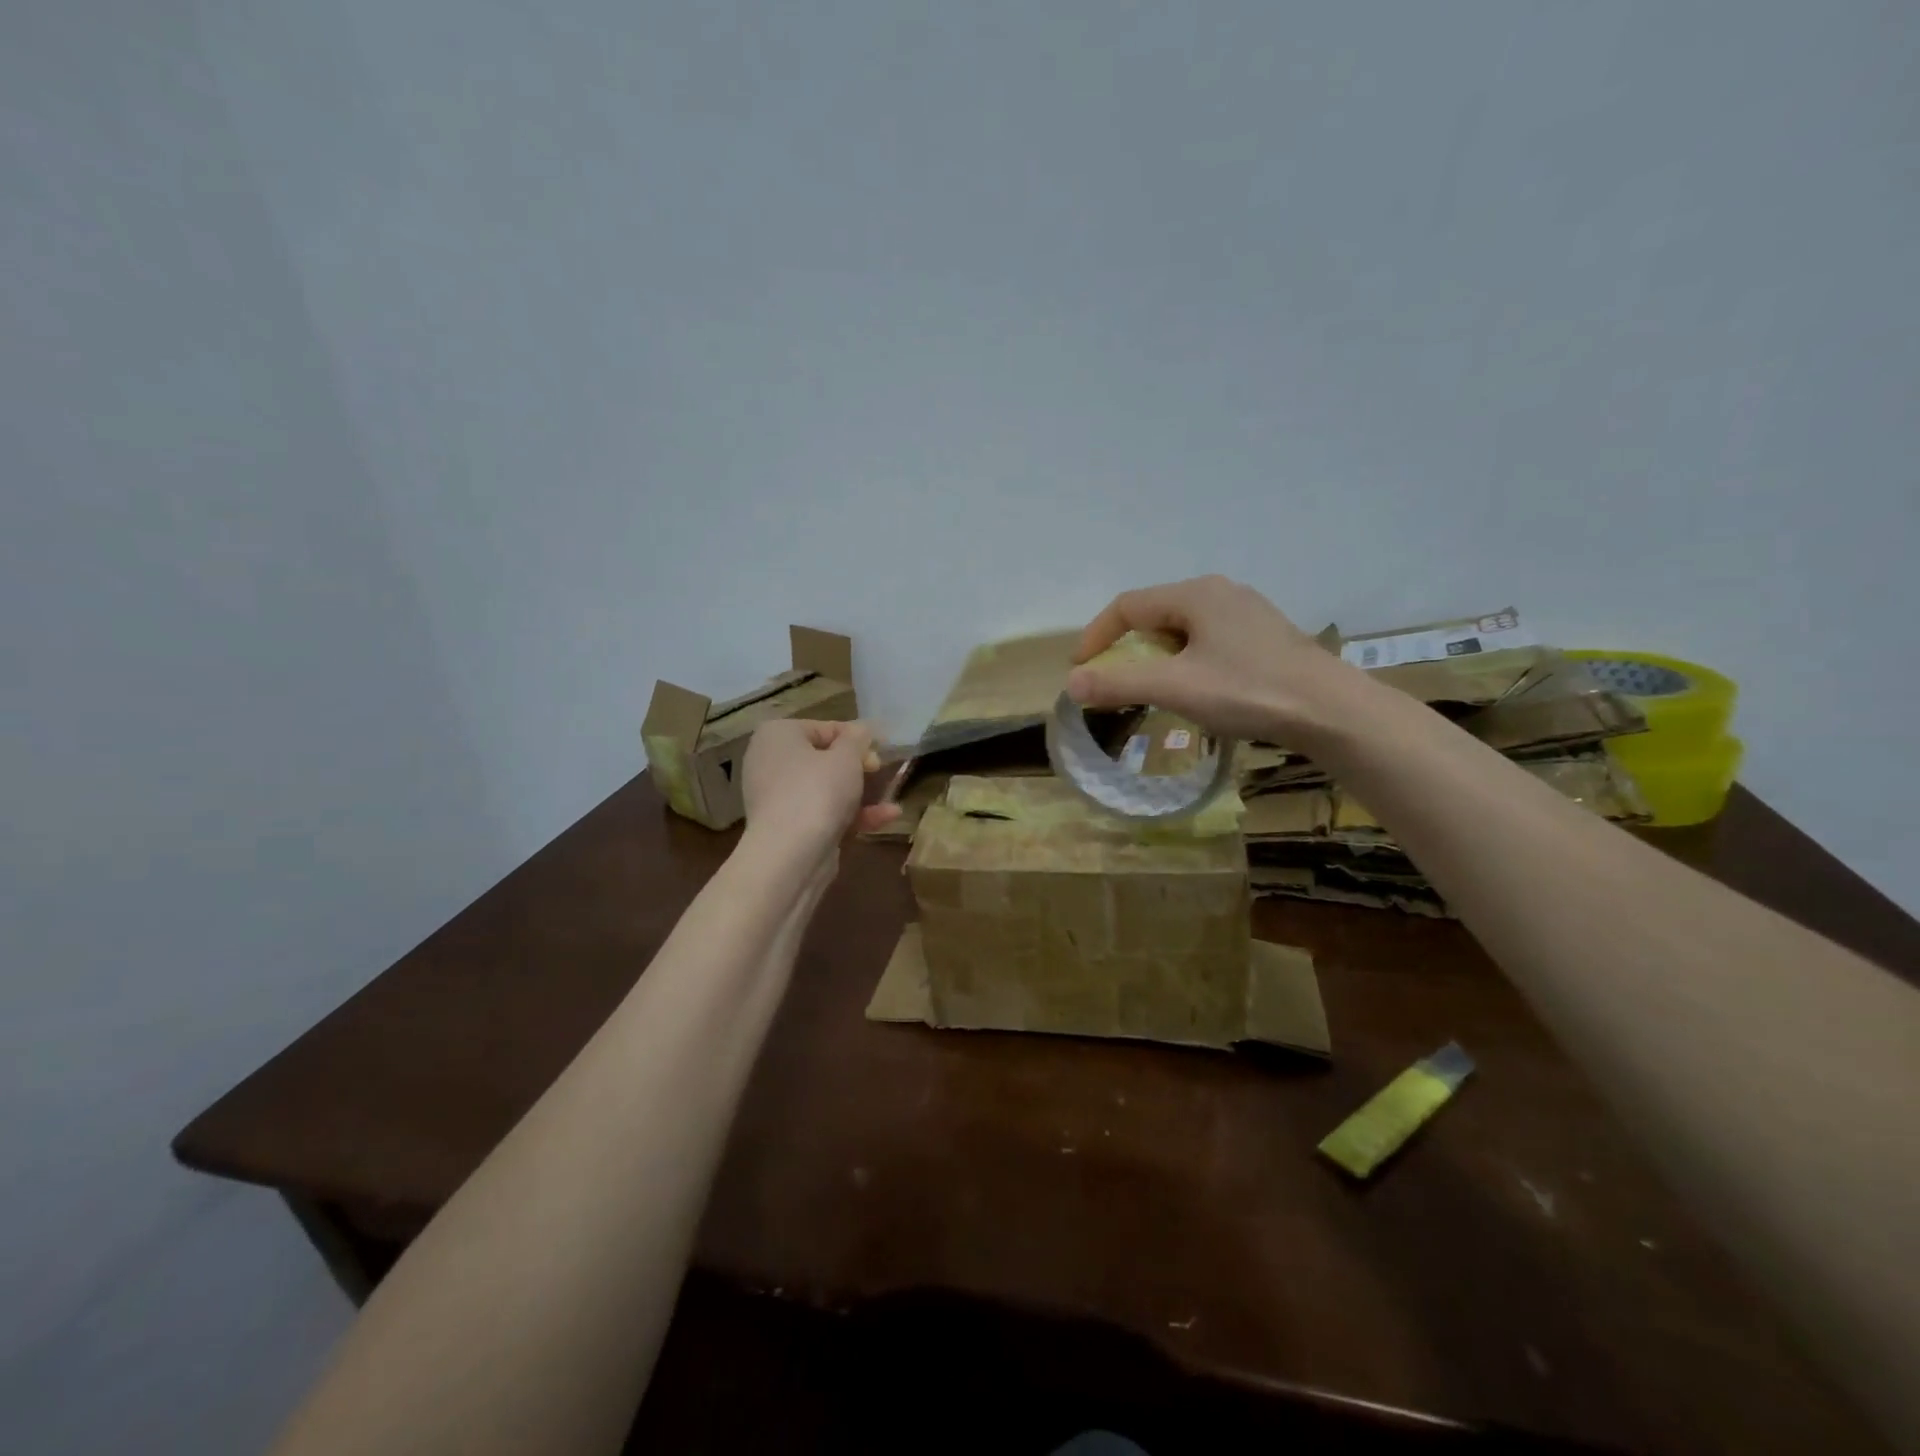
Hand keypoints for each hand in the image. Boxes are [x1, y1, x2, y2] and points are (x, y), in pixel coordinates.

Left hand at [742, 719, 900, 849]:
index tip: (879, 748)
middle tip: (879, 770)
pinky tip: (887, 818)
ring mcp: (777, 798)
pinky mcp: (788, 828)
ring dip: (860, 794)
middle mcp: (770, 763)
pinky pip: (822, 813)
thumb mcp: (847, 757)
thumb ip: (857, 739)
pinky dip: (852, 815)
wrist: (791, 854)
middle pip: (823, 759)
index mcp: (777, 735)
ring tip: (891, 799)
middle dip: (857, 766)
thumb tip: (860, 730)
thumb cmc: (818, 790)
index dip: (855, 737)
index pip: (822, 727)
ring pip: (825, 789)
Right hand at [1067, 575, 1365, 743]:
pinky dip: (1186, 660)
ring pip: (1184, 628)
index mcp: (1195, 594)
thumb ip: (1119, 684)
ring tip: (1151, 687)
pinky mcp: (1266, 636)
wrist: (1331, 711)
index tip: (1080, 669)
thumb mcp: (1175, 688)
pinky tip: (1197, 687)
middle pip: (1155, 614)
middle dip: (1127, 646)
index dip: (1096, 636)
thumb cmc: (1247, 690)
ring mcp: (1248, 612)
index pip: (1128, 606)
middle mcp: (1221, 592)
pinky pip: (1209, 640)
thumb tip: (1071, 684)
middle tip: (1113, 679)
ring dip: (1157, 655)